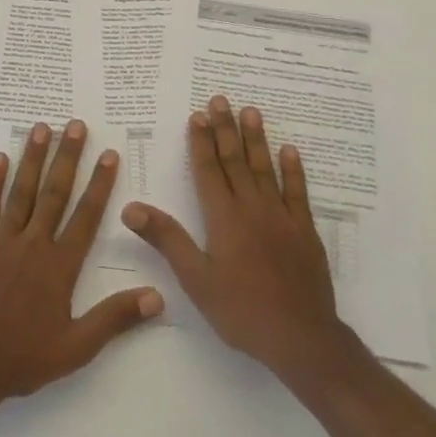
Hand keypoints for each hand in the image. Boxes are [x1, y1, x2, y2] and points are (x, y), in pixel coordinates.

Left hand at [0, 120, 162, 406]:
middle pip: (54, 193)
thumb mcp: (77, 348)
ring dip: (32, 158)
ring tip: (41, 128)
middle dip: (67, 157)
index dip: (99, 184)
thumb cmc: (22, 359)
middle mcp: (32, 245)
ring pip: (20, 192)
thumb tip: (158, 297)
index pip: (86, 216)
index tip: (108, 153)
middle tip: (76, 125)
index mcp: (59, 266)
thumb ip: (116, 319)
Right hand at [122, 95, 348, 384]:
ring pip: (265, 169)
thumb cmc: (241, 310)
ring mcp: (282, 217)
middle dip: (225, 129)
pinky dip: (292, 170)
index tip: (197, 115)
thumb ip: (166, 239)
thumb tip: (131, 207)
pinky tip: (289, 150)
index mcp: (223, 218)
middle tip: (220, 99)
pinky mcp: (304, 230)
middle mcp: (252, 208)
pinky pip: (298, 192)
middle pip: (235, 161)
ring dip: (256, 139)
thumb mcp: (195, 279)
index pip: (209, 170)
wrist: (301, 336)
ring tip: (250, 111)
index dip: (201, 142)